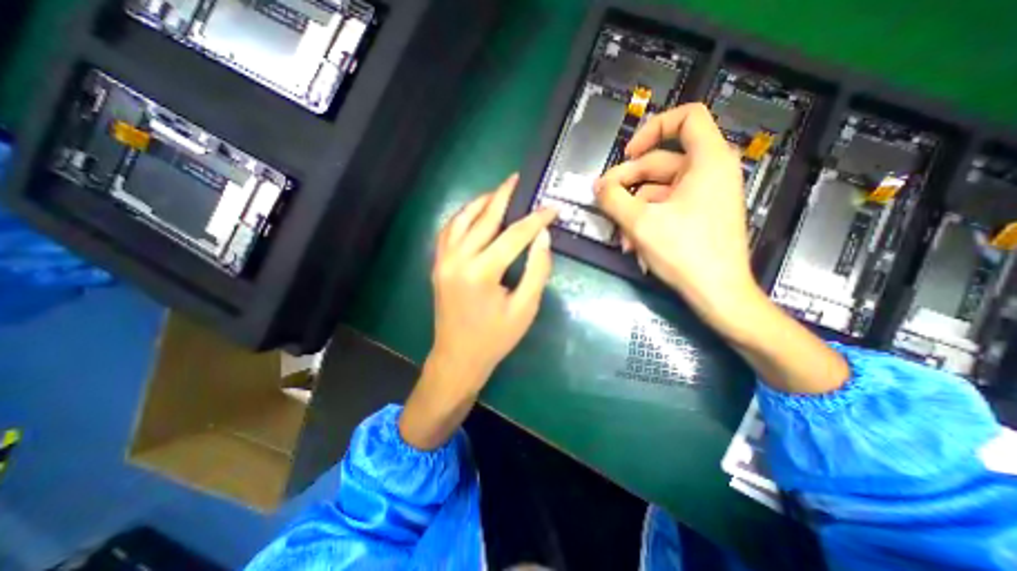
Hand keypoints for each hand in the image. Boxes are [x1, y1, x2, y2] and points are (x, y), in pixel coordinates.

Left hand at [427, 174, 554, 385]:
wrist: (458, 357)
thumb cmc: (495, 337)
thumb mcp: (525, 308)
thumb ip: (537, 269)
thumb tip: (542, 237)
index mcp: (481, 272)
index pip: (514, 235)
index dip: (536, 220)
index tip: (552, 208)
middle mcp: (458, 259)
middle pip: (484, 218)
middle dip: (503, 196)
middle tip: (517, 179)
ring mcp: (443, 260)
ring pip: (461, 219)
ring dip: (480, 203)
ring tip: (498, 192)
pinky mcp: (438, 265)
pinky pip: (448, 231)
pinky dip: (462, 217)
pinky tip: (474, 213)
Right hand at [597, 102, 763, 324]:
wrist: (717, 294)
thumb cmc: (684, 252)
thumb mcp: (640, 223)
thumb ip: (613, 199)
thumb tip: (598, 187)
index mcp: (707, 161)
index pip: (686, 118)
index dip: (652, 128)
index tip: (627, 154)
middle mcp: (709, 172)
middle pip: (659, 162)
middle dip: (627, 184)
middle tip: (602, 201)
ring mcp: (703, 196)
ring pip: (657, 192)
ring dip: (633, 212)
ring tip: (620, 238)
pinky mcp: (697, 216)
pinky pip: (665, 209)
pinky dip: (646, 222)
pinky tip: (633, 246)